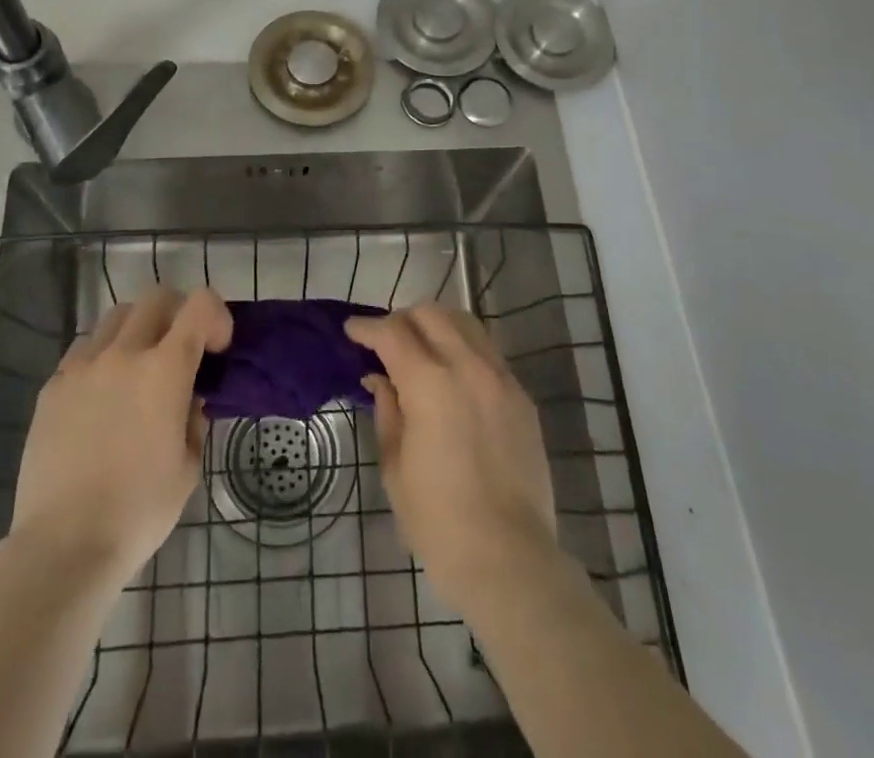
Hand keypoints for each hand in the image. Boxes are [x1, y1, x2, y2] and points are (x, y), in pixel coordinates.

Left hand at [8, 287, 232, 585]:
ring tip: (138, 367)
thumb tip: (186, 400)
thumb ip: (193, 419)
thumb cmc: (139, 510)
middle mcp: (124, 353)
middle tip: (181, 348)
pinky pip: (83, 349)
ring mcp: (83, 366)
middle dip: (178, 313)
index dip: (216, 316)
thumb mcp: (188, 467)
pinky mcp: (52, 386)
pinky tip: (102, 393)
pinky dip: (102, 356)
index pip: (200, 306)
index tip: (217, 348)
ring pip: (117, 317)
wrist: (64, 545)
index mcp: (165, 369)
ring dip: (138, 329)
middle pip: (156, 298)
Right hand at [346, 305, 557, 612]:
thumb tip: (379, 379)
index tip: (351, 331)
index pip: (392, 333)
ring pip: (465, 323)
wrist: (510, 560)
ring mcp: (501, 379)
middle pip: (431, 314)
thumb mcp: (395, 467)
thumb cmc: (439, 522)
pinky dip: (464, 348)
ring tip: (420, 348)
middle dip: (402, 319)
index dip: (366, 328)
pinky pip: (488, 352)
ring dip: (436, 325)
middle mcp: (468, 367)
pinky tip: (453, 375)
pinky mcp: (522, 397)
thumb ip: (387, 411)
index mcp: (430, 384)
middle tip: (385, 341)